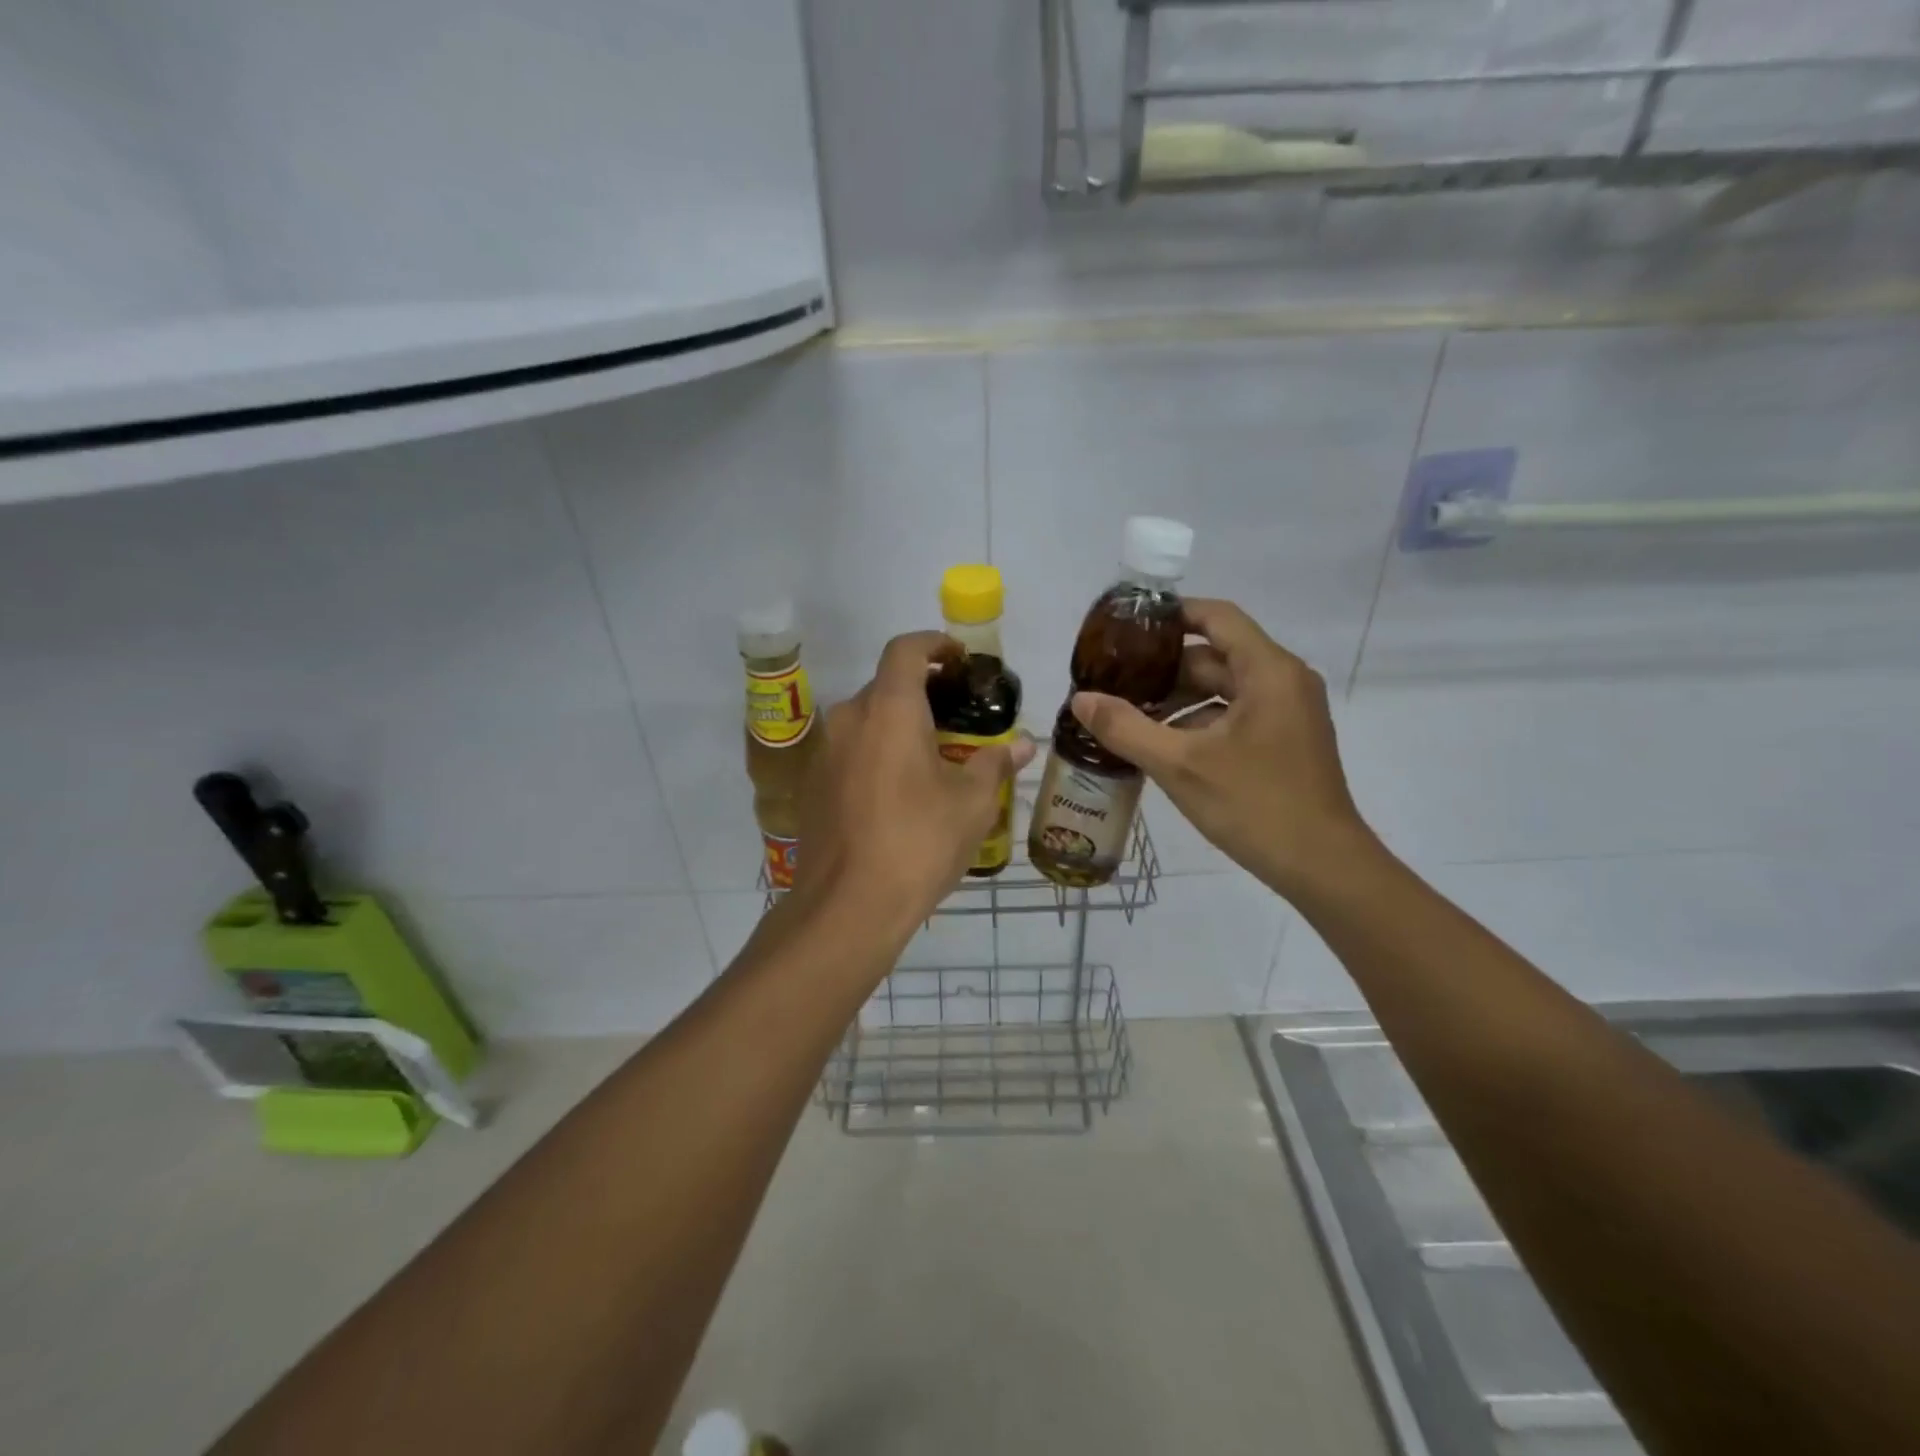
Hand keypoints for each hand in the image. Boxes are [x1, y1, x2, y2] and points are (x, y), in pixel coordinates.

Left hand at [792, 631, 1034, 936]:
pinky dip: (877, 754)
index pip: (906, 649)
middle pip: (886, 686)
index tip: (959, 658)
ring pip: (866, 721)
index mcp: (889, 709)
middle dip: (923, 693)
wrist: (847, 907)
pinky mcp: (813, 785)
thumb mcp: (972, 803)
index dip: (934, 644)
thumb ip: (995, 764)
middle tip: (959, 719)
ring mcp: (824, 753)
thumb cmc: (918, 843)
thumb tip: (1023, 745)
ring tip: (933, 758)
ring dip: (898, 726)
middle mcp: (849, 719)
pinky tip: (899, 792)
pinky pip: (850, 752)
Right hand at [1069, 599, 1374, 898]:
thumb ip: (1126, 728)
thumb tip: (1080, 700)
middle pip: (1216, 654)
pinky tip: (1161, 743)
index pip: (1216, 617)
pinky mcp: (1286, 739)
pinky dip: (1199, 720)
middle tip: (1114, 679)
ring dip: (1178, 698)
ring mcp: (1288, 711)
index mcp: (1268, 671)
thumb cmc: (1255, 805)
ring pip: (1224, 688)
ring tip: (1128, 714)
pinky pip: (1236, 713)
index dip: (1171, 615)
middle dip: (1164, 667)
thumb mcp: (1180, 766)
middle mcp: (1283, 680)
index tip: (1126, 628)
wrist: (1323, 866)